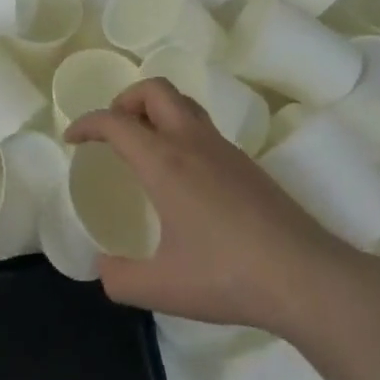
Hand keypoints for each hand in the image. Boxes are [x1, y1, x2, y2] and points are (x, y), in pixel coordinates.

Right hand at [65, 78, 352, 333]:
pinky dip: (181, 132)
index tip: (73, 139)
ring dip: (156, 111)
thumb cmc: (228, 276)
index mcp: (164, 162)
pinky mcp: (247, 165)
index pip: (115, 121)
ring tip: (145, 146)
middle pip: (155, 90)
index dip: (87, 123)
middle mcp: (192, 142)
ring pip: (184, 104)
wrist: (306, 277)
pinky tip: (183, 176)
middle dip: (126, 100)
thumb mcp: (163, 288)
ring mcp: (224, 150)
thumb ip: (121, 279)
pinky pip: (203, 128)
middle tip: (114, 131)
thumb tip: (103, 270)